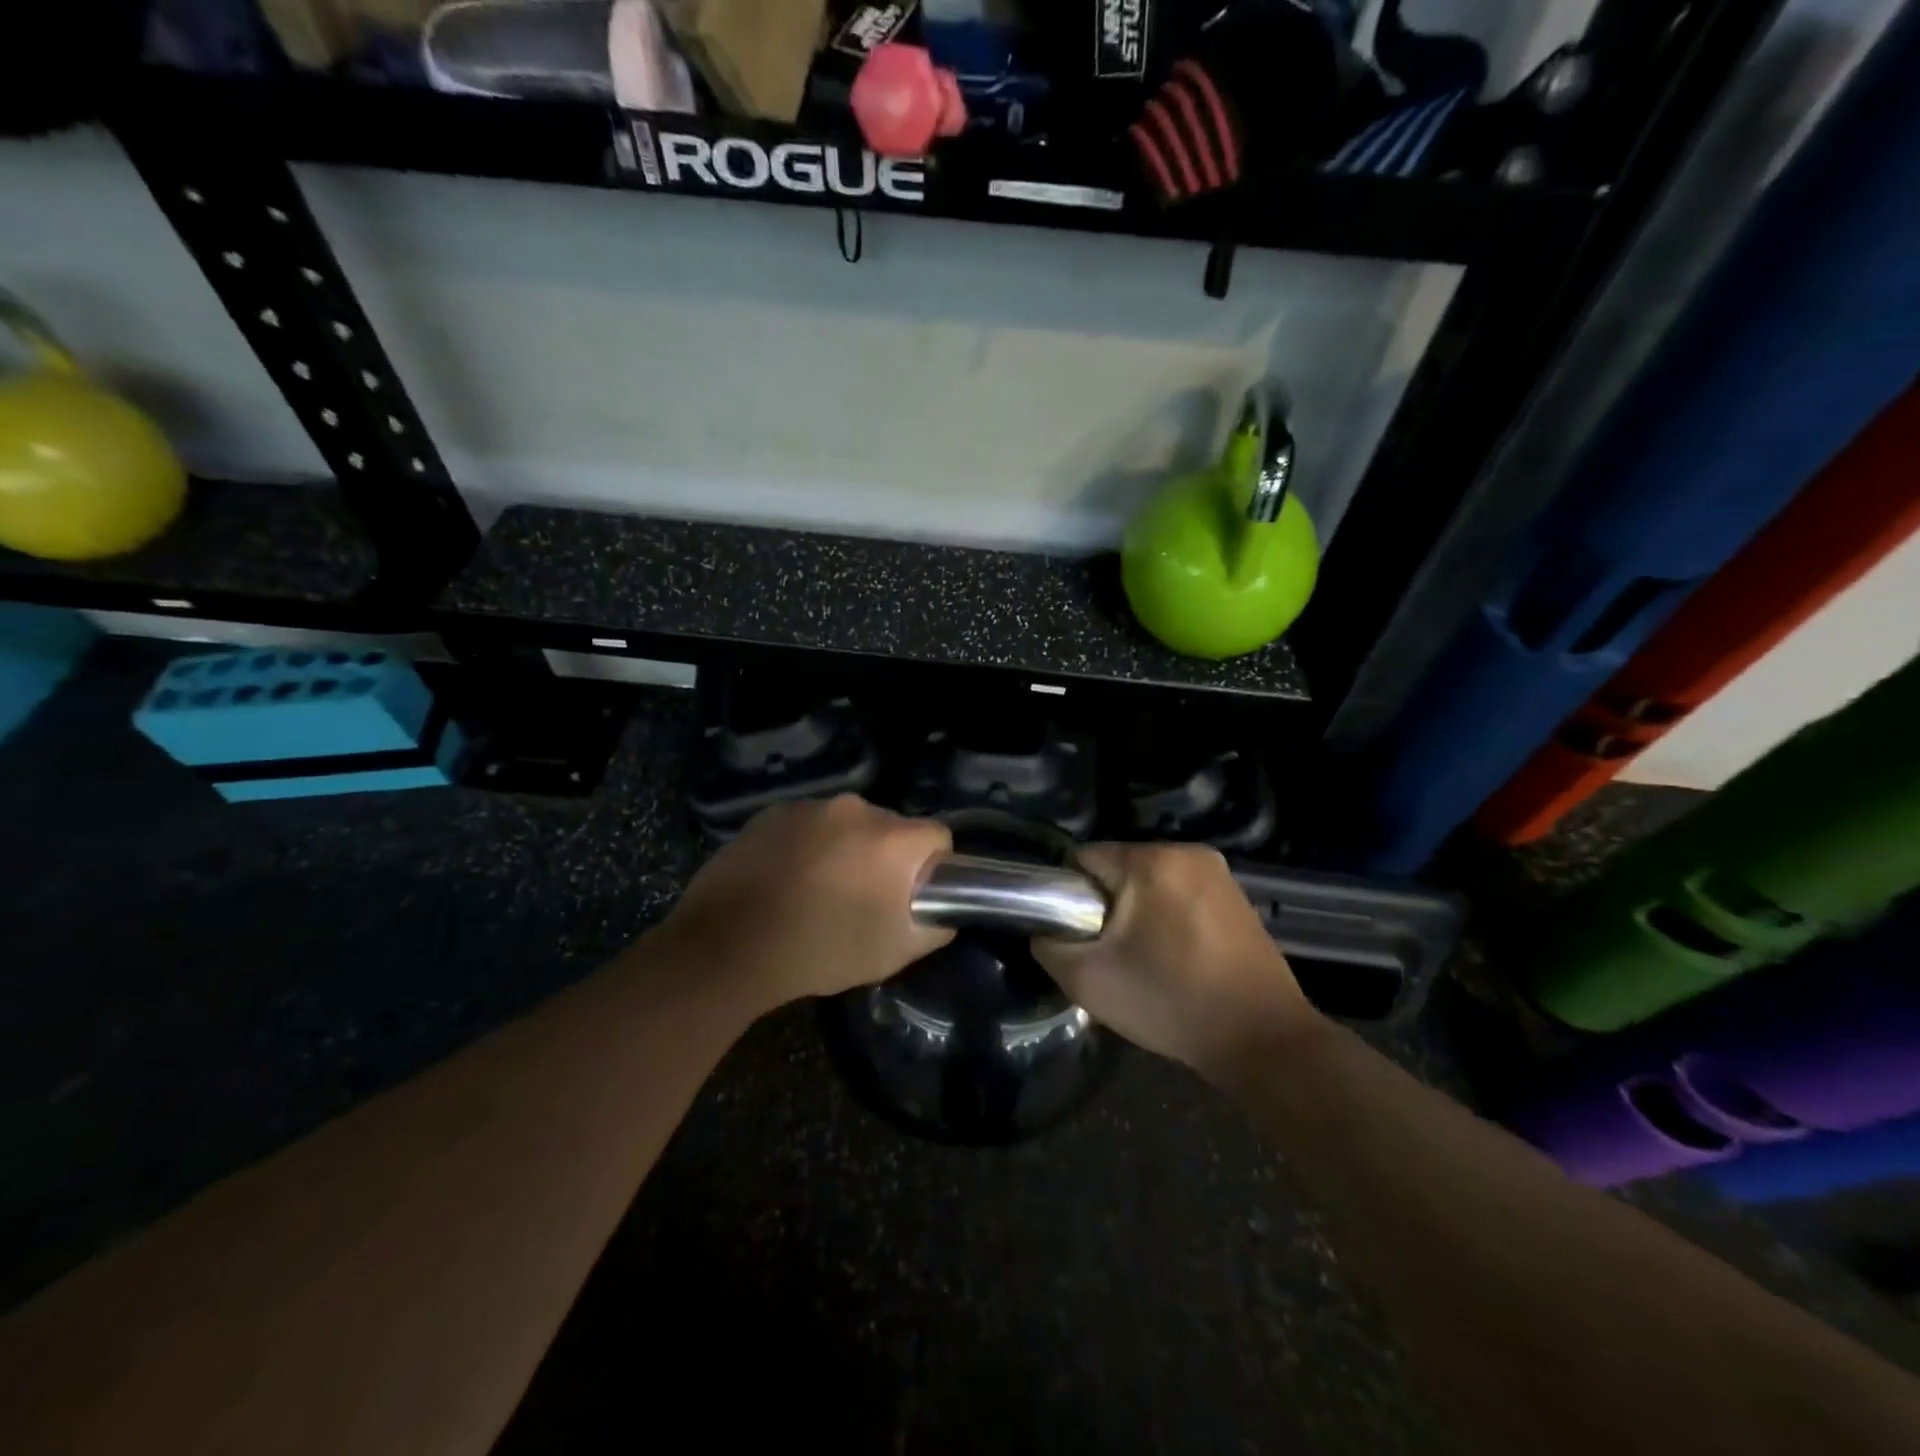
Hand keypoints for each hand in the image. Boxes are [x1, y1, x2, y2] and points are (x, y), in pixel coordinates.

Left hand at [655, 795, 953, 1016]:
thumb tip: (943, 911)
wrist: (727, 946)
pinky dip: (808, 845)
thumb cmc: (820, 950)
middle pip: (891, 828)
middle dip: (886, 858)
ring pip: (847, 825)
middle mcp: (855, 808)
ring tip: (820, 891)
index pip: (938, 836)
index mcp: (892, 838)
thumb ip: (934, 926)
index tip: (912, 896)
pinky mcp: (772, 812)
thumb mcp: (893, 954)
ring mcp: (810, 806)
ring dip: (846, 849)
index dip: (933, 867)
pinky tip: (787, 880)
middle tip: (864, 899)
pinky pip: (809, 825)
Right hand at [1032, 843, 1322, 1080]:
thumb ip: (1048, 945)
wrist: (1263, 1040)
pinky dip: (1167, 917)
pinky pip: (1180, 893)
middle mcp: (1188, 851)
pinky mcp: (1237, 895)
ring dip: (1136, 911)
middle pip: (1118, 868)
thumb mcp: (1088, 981)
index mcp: (1152, 860)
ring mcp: (1218, 872)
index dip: (1068, 896)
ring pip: (1149, 881)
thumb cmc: (1171, 1004)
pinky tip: (1174, 957)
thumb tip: (1043, 928)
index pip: (1083, 859)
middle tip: (1109, 954)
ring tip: (1142, 959)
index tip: (1077, 936)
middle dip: (1105, 905)